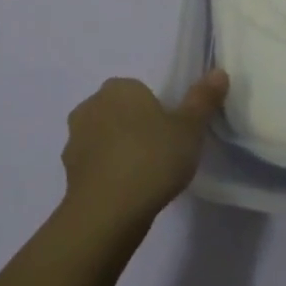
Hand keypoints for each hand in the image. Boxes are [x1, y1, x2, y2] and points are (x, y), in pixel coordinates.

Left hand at [59, 70, 227, 235]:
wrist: (107, 213)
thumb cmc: (152, 159)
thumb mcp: (190, 128)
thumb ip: (203, 99)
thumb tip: (218, 72)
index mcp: (119, 88)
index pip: (139, 91)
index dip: (157, 110)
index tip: (172, 133)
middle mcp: (91, 106)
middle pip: (119, 112)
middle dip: (135, 127)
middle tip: (161, 152)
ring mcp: (74, 140)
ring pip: (104, 138)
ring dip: (118, 150)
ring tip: (145, 176)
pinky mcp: (67, 173)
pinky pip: (94, 165)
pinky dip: (107, 173)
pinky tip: (127, 192)